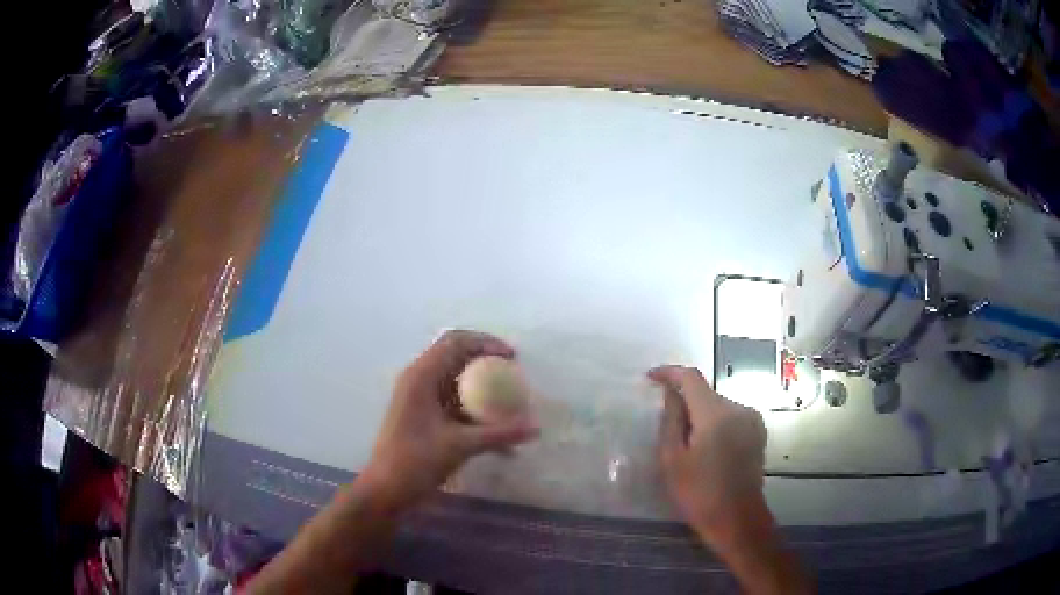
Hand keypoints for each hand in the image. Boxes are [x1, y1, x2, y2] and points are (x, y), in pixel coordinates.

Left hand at [359, 330, 538, 514]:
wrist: (385, 490)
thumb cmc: (415, 462)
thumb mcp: (460, 446)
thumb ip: (500, 434)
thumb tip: (536, 427)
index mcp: (422, 376)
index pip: (456, 341)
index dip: (486, 342)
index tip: (513, 358)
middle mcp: (418, 380)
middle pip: (456, 356)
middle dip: (487, 363)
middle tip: (513, 376)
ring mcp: (418, 398)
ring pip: (455, 380)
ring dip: (481, 387)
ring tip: (509, 402)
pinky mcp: (421, 415)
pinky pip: (452, 401)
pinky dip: (473, 409)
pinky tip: (494, 432)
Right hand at [648, 365, 766, 539]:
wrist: (737, 519)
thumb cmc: (698, 493)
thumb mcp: (673, 459)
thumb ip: (671, 420)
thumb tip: (670, 392)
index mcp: (716, 414)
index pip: (691, 377)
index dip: (669, 373)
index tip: (650, 377)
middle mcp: (738, 408)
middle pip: (705, 393)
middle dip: (685, 401)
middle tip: (665, 424)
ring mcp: (752, 420)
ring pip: (718, 406)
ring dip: (700, 414)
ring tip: (686, 443)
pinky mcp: (758, 432)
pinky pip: (731, 417)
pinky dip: (715, 423)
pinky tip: (707, 448)